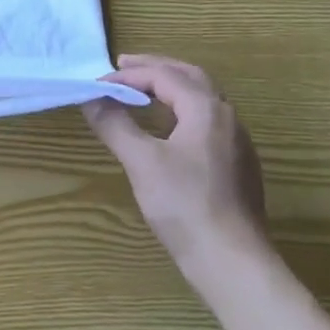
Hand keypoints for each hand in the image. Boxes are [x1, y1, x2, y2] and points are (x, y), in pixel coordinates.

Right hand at [83, 55, 268, 275]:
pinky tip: (168, 127)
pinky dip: (182, 109)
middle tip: (123, 65)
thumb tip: (91, 98)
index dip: (127, 75)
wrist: (234, 265)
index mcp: (206, 108)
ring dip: (171, 86)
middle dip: (155, 67)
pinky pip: (207, 120)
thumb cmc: (186, 206)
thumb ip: (115, 124)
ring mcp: (237, 142)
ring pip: (202, 98)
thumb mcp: (141, 162)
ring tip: (142, 90)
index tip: (97, 84)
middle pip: (189, 76)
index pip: (162, 75)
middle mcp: (227, 116)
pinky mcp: (238, 166)